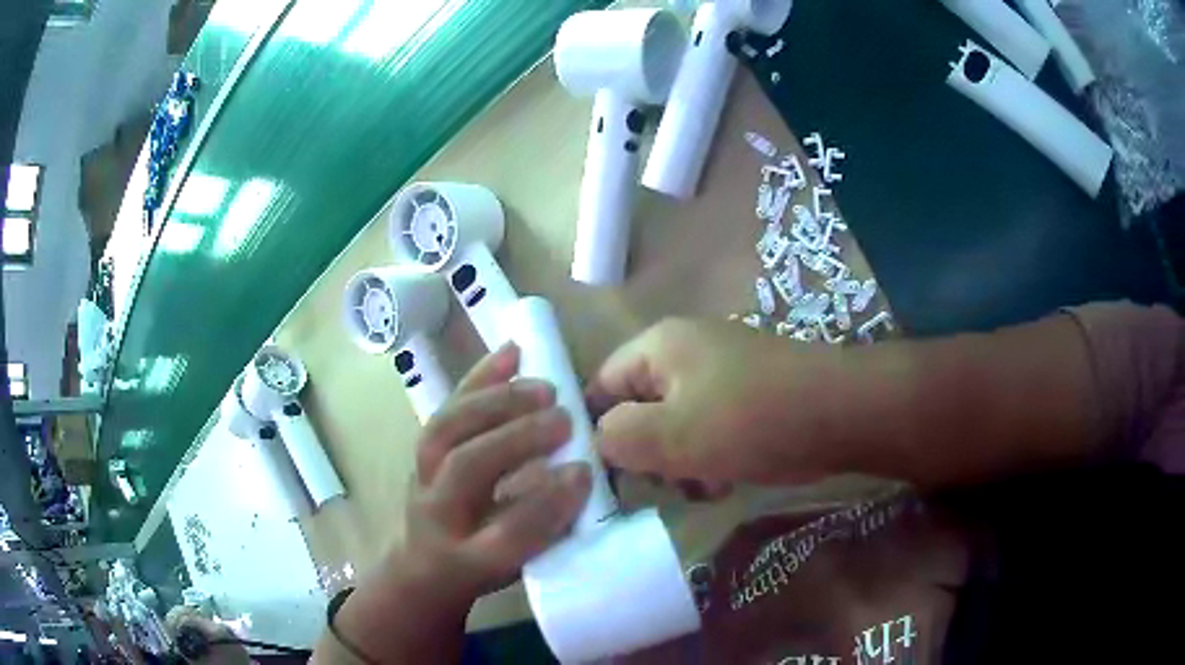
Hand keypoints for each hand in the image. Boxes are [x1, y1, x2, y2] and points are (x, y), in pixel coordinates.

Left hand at [322, 343, 590, 663]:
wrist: (424, 565)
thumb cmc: (485, 568)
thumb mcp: (522, 567)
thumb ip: (551, 530)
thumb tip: (585, 481)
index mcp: (468, 563)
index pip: (507, 534)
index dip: (546, 503)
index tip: (583, 472)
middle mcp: (437, 520)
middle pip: (465, 471)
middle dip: (515, 440)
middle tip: (563, 419)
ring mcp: (421, 480)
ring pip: (445, 431)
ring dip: (497, 402)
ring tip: (542, 387)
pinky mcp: (420, 452)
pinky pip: (445, 408)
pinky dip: (478, 378)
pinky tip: (511, 352)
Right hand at [587, 318, 842, 487]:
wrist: (841, 414)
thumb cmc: (750, 422)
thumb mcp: (672, 436)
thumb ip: (617, 436)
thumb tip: (598, 438)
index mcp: (659, 347)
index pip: (601, 385)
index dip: (595, 429)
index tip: (605, 475)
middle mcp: (686, 351)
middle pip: (639, 405)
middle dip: (645, 451)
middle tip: (661, 484)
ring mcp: (720, 371)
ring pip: (675, 423)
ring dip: (679, 461)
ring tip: (700, 487)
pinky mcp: (747, 395)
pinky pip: (709, 427)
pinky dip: (709, 456)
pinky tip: (724, 481)